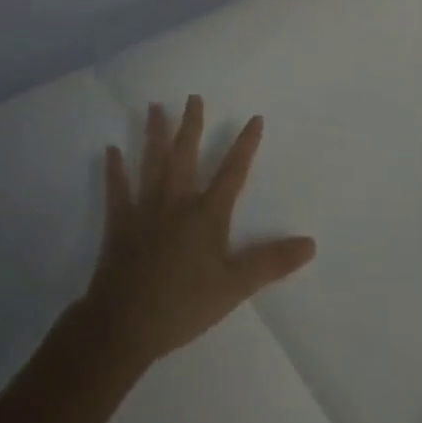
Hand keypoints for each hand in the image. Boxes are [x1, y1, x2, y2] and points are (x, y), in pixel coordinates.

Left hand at [78, 96, 315, 370]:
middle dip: (192, 125)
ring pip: (152, 163)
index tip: (255, 117)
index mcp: (207, 215)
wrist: (124, 325)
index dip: (245, 145)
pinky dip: (114, 170)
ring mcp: (145, 210)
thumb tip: (310, 243)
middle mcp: (177, 202)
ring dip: (154, 134)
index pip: (232, 172)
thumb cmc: (183, 306)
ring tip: (154, 107)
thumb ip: (271, 262)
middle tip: (193, 97)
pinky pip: (117, 190)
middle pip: (186, 155)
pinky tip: (111, 149)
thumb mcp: (234, 287)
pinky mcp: (119, 224)